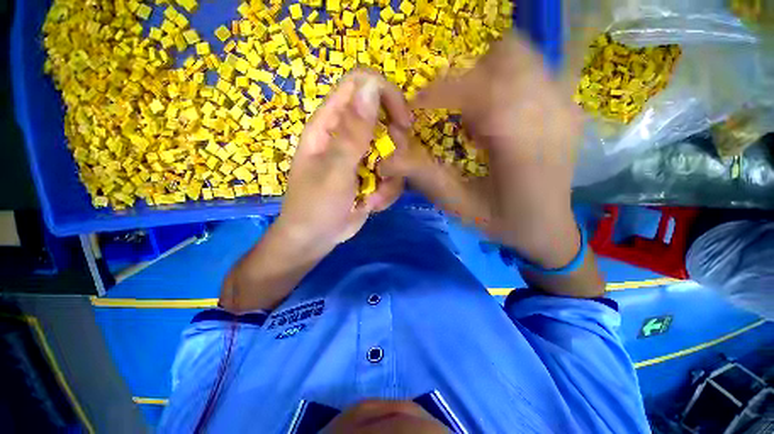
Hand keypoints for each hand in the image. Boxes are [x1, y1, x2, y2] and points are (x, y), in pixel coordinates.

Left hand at [221, 70, 412, 312]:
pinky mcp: (370, 176)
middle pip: (384, 119)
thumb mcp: (334, 170)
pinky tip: (371, 205)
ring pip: (393, 152)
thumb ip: (353, 132)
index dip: (385, 96)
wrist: (316, 239)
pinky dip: (387, 192)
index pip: (360, 86)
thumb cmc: (316, 205)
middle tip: (386, 169)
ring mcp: (361, 157)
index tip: (402, 123)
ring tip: (372, 197)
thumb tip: (371, 88)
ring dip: (390, 178)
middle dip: (394, 147)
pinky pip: (392, 175)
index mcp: (330, 124)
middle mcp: (347, 135)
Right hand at [383, 36, 582, 268]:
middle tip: (446, 107)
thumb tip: (385, 159)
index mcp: (522, 147)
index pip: (480, 92)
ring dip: (484, 74)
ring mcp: (565, 106)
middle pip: (505, 58)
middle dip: (464, 77)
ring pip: (520, 57)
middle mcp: (551, 116)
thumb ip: (424, 177)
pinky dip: (503, 80)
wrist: (548, 227)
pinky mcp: (567, 106)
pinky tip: (494, 112)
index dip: (441, 92)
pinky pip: (532, 70)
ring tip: (470, 108)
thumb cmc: (501, 221)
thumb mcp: (457, 205)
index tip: (417, 104)